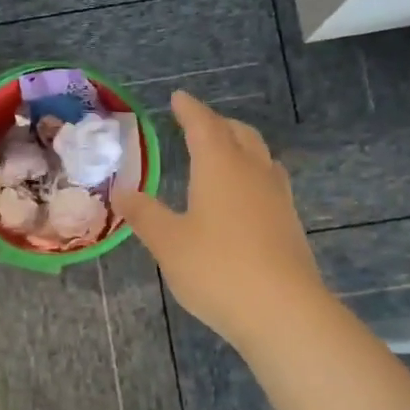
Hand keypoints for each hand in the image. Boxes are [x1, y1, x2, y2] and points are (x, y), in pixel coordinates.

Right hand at [117, 91, 325, 349]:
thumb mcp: (168, 242)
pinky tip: (243, 195)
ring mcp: (277, 197)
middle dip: (217, 123)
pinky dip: (251, 172)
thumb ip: (143, 214)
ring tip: (222, 152)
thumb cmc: (217, 269)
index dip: (190, 109)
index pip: (204, 125)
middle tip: (197, 123)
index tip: (178, 97)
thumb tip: (120, 191)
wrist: (283, 312)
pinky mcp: (289, 223)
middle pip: (238, 133)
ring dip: (239, 144)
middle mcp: (252, 172)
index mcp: (220, 166)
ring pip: (259, 155)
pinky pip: (269, 180)